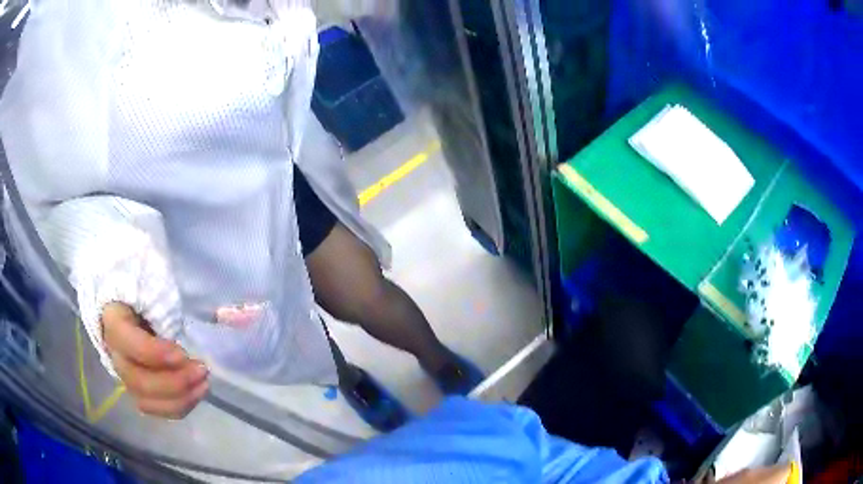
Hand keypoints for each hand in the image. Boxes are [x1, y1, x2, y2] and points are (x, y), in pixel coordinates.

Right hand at [102, 303, 208, 418]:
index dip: (154, 353)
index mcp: (113, 320)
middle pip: (137, 381)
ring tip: (204, 383)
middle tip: (202, 370)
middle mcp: (114, 353)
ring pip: (147, 401)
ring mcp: (124, 375)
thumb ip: (162, 302)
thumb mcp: (150, 288)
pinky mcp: (138, 391)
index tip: (183, 353)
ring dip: (180, 398)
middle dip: (174, 382)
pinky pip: (157, 408)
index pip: (127, 342)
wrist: (131, 308)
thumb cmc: (144, 294)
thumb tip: (200, 319)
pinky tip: (197, 391)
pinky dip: (179, 405)